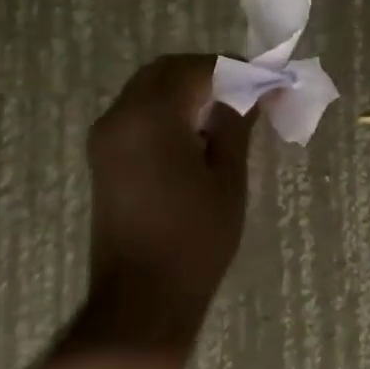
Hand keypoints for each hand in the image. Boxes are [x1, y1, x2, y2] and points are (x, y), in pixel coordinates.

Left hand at [81, 54, 256, 350]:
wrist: (142, 299)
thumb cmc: (194, 239)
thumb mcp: (227, 177)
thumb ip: (235, 123)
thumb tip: (252, 90)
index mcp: (149, 117)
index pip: (196, 69)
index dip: (235, 69)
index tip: (266, 81)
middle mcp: (118, 117)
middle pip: (165, 71)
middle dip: (208, 74)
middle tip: (247, 94)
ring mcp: (105, 138)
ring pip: (148, 90)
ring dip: (187, 92)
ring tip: (226, 116)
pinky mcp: (103, 159)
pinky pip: (137, 114)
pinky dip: (168, 111)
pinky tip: (197, 137)